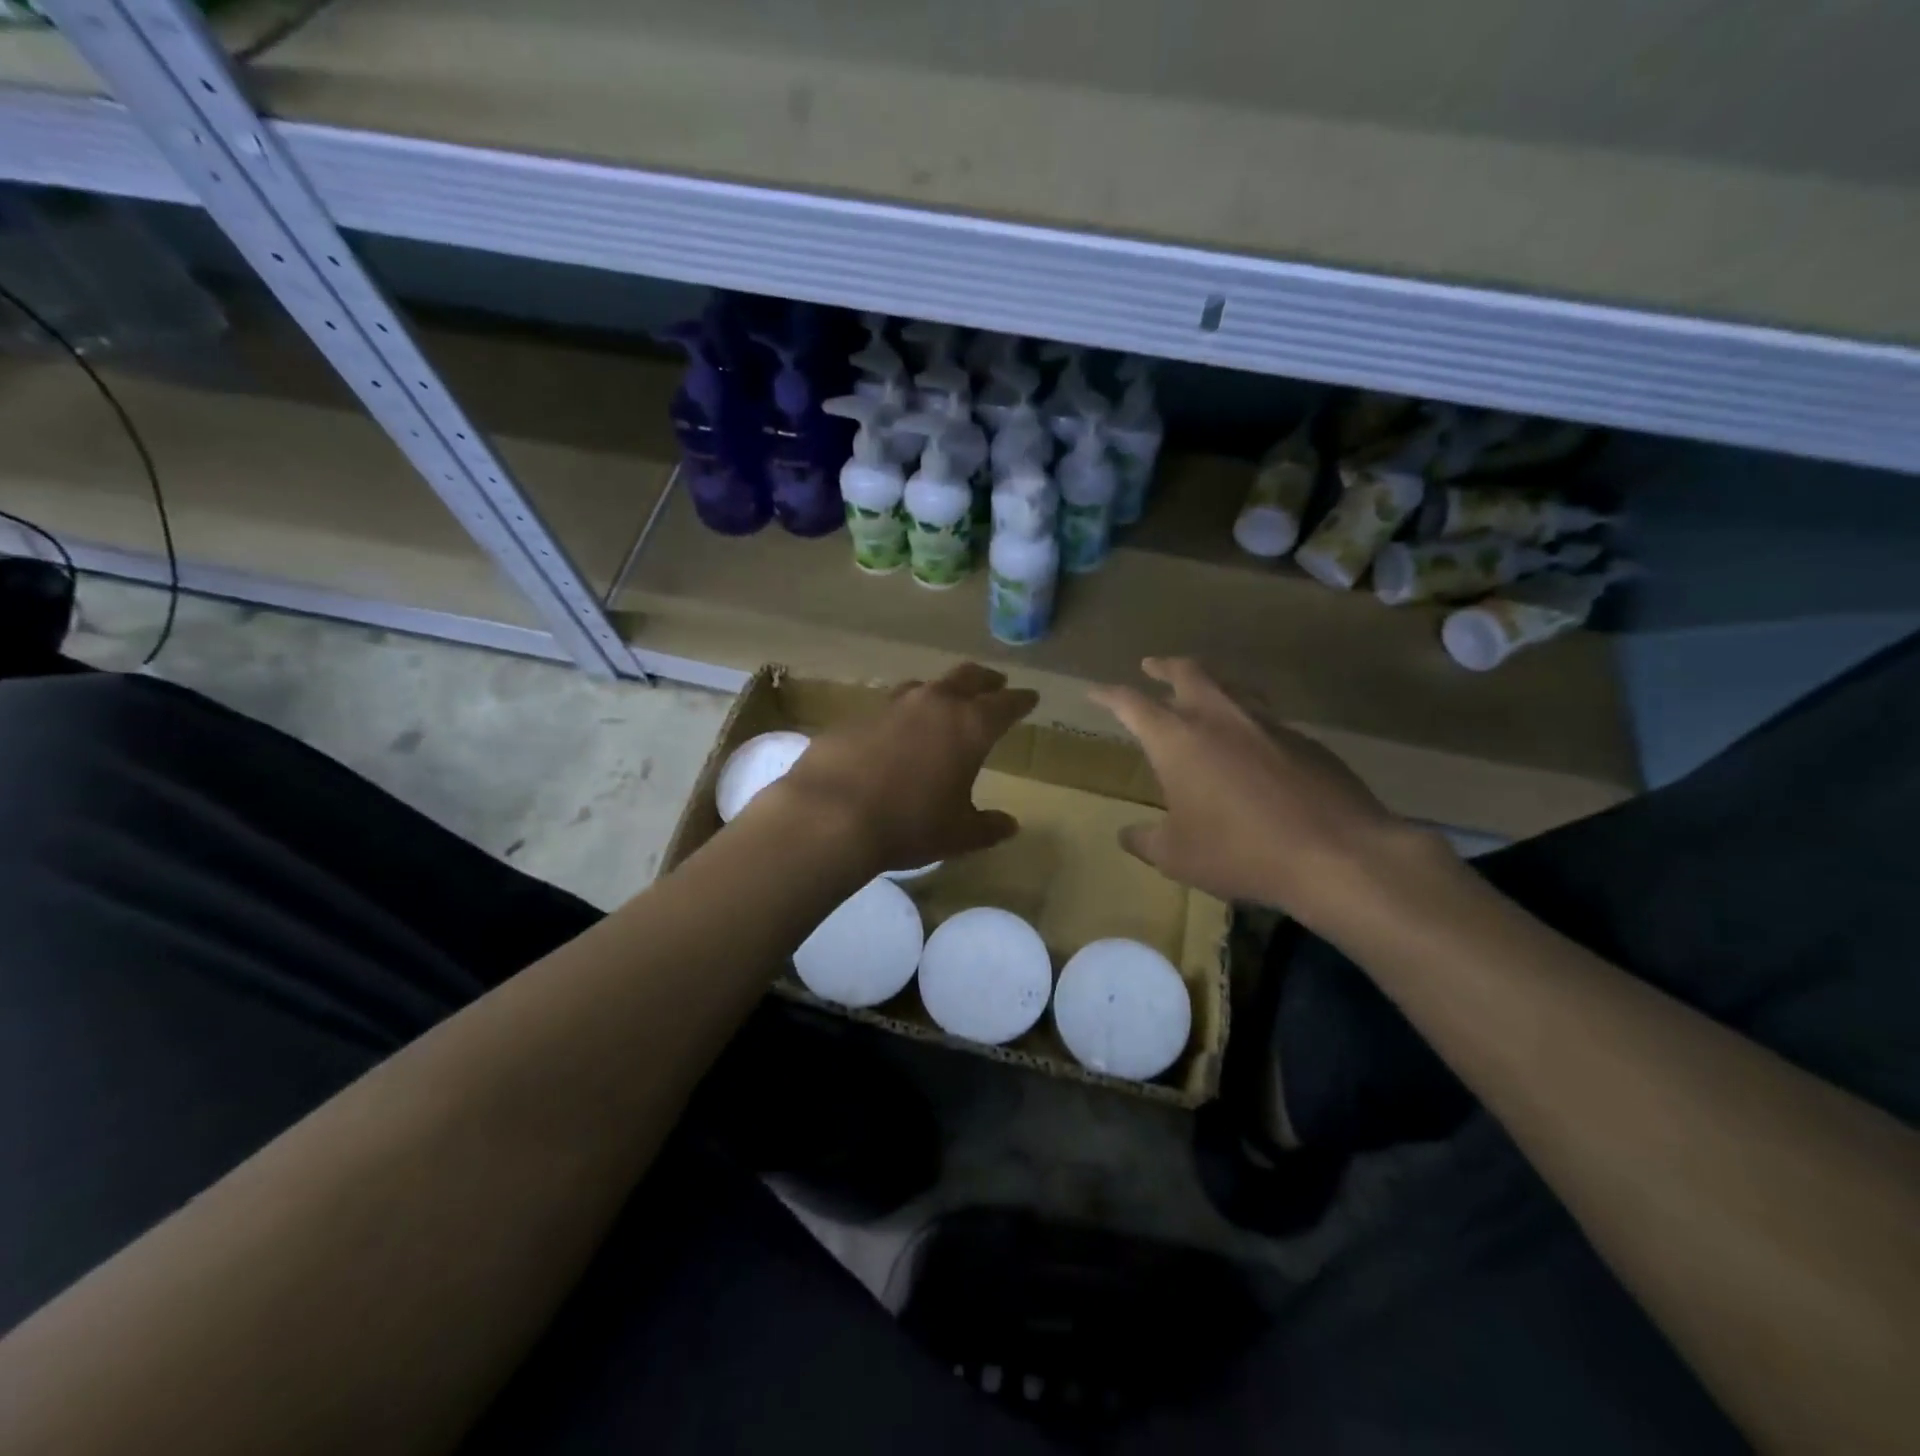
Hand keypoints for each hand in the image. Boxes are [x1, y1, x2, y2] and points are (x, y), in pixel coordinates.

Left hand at [769, 663, 1038, 875]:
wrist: (830, 816)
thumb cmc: (909, 825)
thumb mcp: (958, 835)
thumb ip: (988, 827)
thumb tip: (1010, 825)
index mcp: (969, 726)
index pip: (1006, 704)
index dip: (1021, 700)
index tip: (1030, 697)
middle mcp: (934, 704)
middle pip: (967, 677)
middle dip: (985, 680)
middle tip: (995, 684)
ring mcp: (891, 706)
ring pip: (924, 686)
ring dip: (940, 692)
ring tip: (943, 704)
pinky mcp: (856, 716)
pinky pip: (887, 708)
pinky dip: (901, 715)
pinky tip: (894, 733)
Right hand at [1089, 657, 1440, 923]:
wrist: (1336, 853)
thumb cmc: (1239, 851)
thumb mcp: (1177, 856)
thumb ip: (1146, 841)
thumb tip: (1127, 834)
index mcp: (1177, 739)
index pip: (1131, 703)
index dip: (1108, 695)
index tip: (1095, 691)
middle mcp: (1219, 718)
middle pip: (1187, 673)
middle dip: (1163, 666)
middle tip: (1151, 665)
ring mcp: (1267, 724)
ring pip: (1231, 687)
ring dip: (1210, 683)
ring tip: (1203, 691)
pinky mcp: (1305, 740)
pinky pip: (1266, 718)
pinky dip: (1247, 719)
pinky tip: (1252, 744)